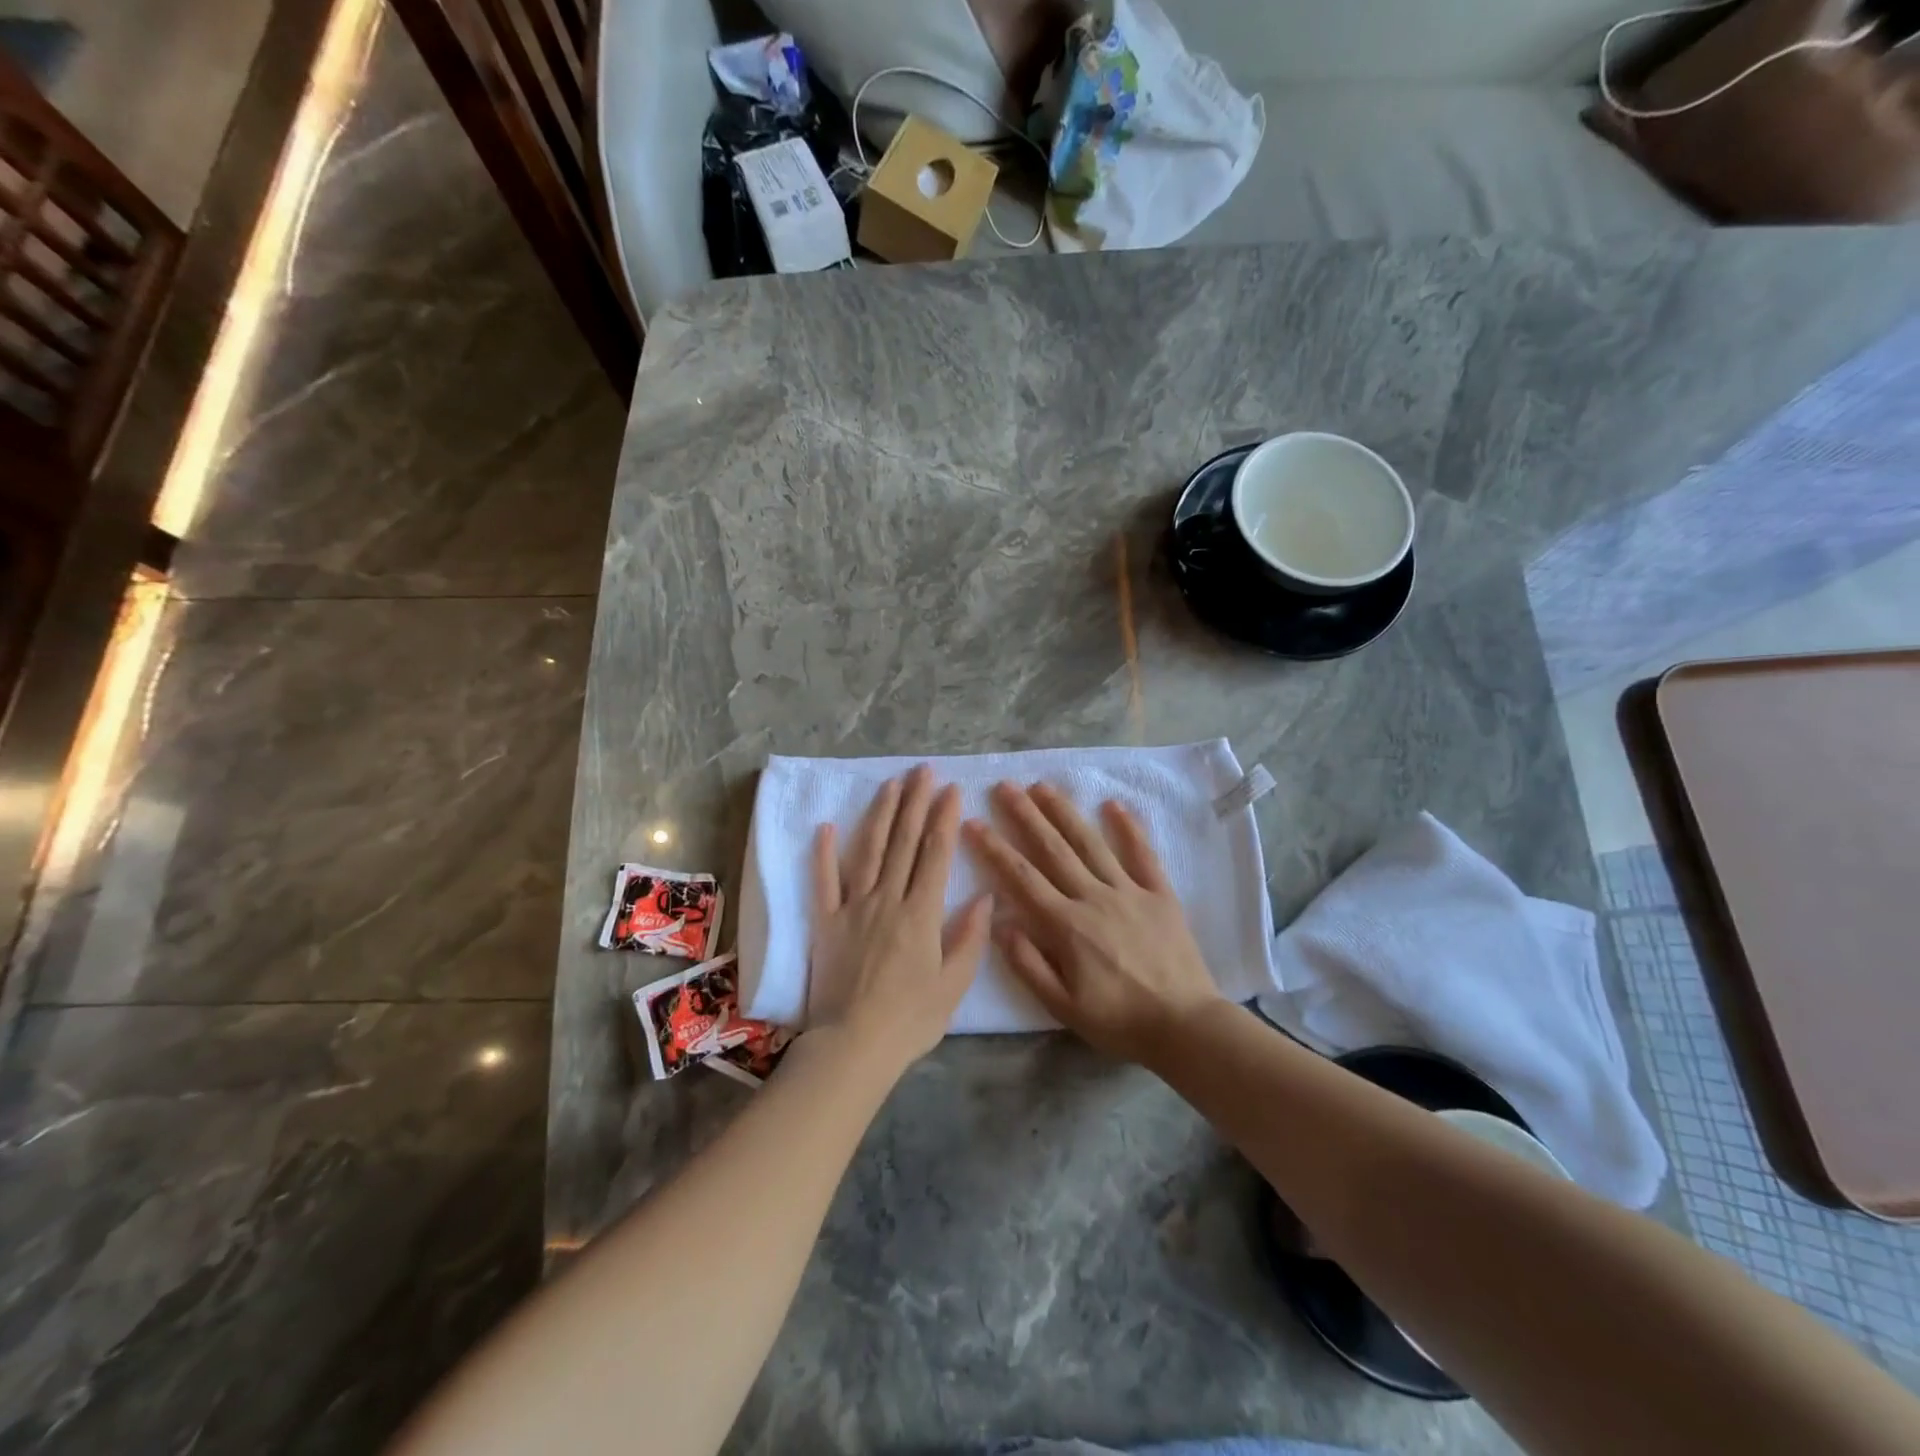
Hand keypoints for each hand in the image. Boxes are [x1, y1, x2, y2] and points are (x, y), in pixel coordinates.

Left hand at [807, 765, 992, 1073]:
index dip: (944, 818)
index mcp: (922, 913)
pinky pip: (824, 881)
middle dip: (915, 803)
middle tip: (923, 771)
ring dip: (881, 814)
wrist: (854, 1045)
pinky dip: (824, 853)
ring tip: (891, 784)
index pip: (936, 854)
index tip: (951, 789)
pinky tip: (827, 826)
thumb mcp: (954, 984)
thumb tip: (986, 897)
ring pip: (869, 851)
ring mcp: (853, 907)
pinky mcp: (826, 921)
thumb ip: (970, 938)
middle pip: (904, 842)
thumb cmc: (911, 1019)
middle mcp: (888, 899)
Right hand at [964, 782, 1221, 1062]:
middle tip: (1005, 786)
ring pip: (1091, 843)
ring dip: (1065, 812)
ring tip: (1043, 786)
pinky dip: (1128, 828)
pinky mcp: (1160, 893)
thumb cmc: (1119, 1020)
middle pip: (1052, 849)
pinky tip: (1113, 804)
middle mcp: (1094, 897)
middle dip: (1025, 815)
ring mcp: (1129, 891)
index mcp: (1066, 925)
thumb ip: (1028, 964)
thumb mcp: (1062, 1007)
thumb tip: (999, 923)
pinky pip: (1142, 854)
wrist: (1185, 1026)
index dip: (994, 848)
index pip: (1021, 877)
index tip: (973, 823)